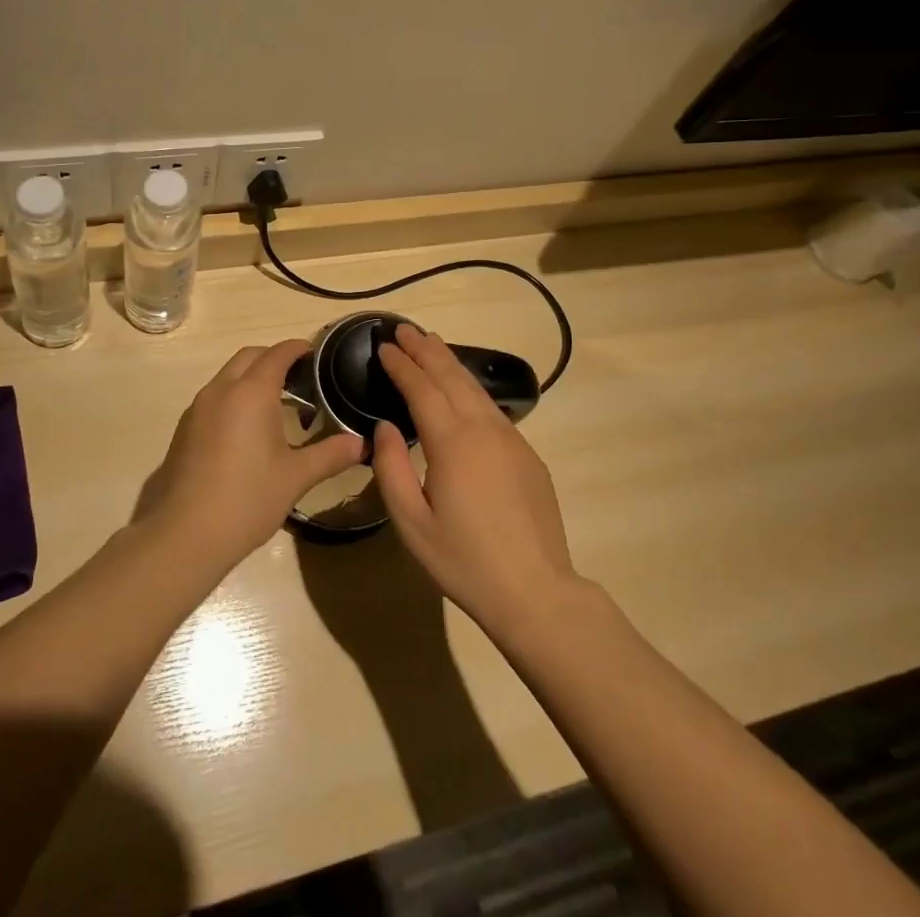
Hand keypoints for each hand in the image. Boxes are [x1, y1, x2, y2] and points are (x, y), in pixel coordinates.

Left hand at [138, 340, 364, 572]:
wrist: (184, 535)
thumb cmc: (247, 499)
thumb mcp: (296, 477)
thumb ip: (330, 454)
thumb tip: (362, 443)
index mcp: (251, 392)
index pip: (278, 354)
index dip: (298, 348)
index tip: (316, 354)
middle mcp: (221, 390)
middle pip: (249, 357)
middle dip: (274, 358)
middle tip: (300, 377)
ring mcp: (197, 409)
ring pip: (228, 375)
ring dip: (251, 377)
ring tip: (276, 404)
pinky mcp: (184, 429)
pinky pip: (214, 397)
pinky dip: (233, 396)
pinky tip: (246, 430)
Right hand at [371, 324, 580, 636]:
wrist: (535, 590)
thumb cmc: (464, 561)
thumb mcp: (412, 524)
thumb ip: (392, 469)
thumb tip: (384, 427)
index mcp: (452, 442)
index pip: (421, 389)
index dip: (401, 365)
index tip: (384, 346)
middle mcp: (483, 429)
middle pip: (451, 376)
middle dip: (425, 349)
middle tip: (404, 329)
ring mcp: (511, 439)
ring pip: (475, 388)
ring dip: (450, 362)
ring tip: (431, 343)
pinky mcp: (527, 454)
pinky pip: (492, 408)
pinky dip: (470, 387)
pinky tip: (463, 389)